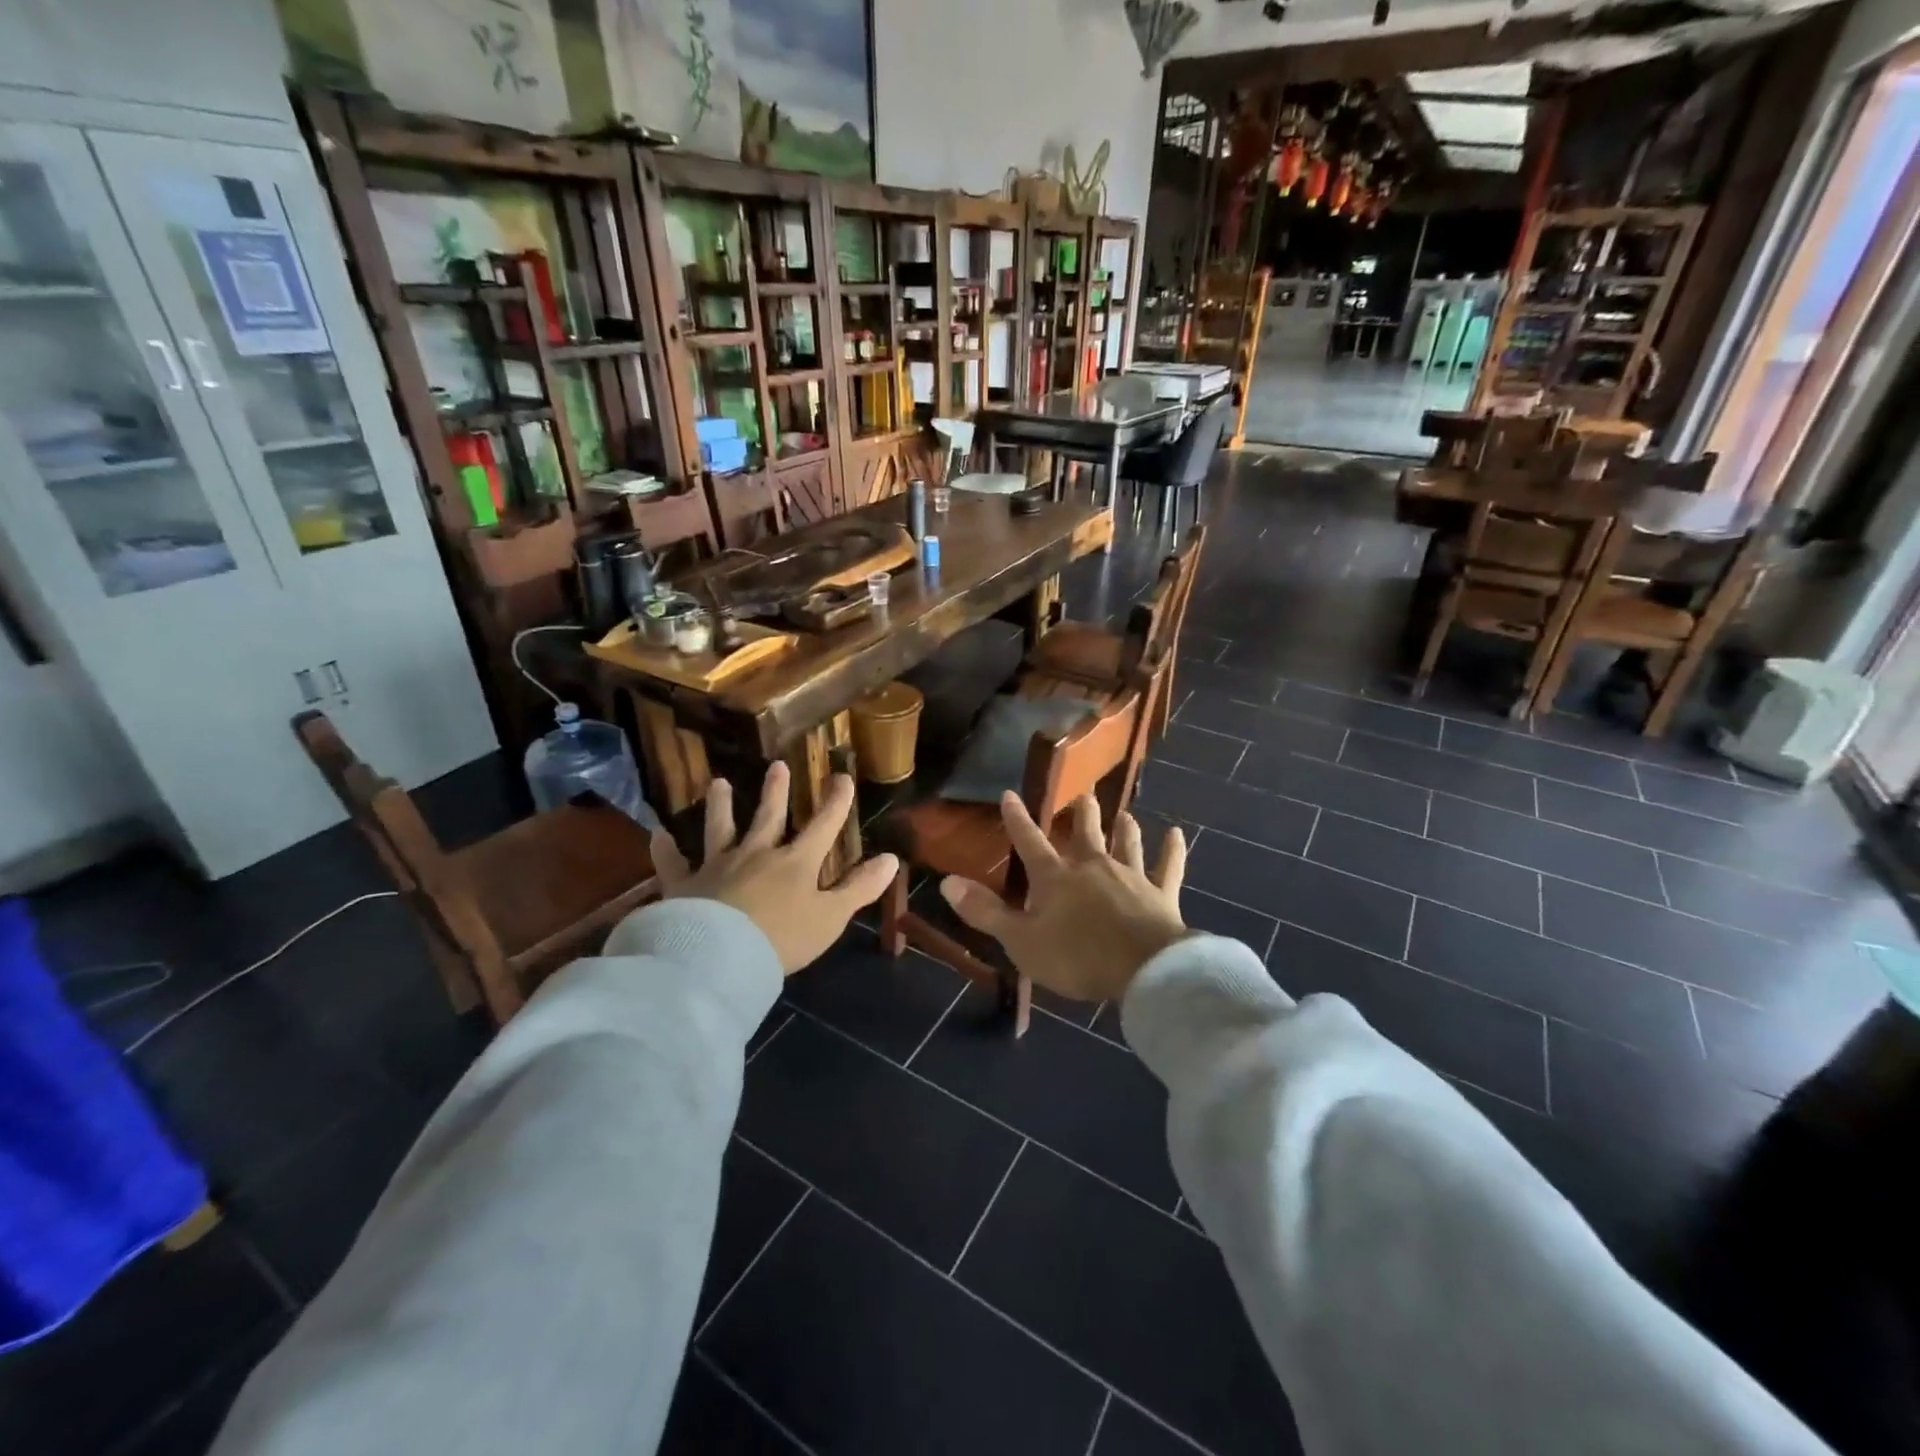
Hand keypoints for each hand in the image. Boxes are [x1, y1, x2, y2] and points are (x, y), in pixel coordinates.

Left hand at [649, 762, 899, 974]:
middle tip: (777, 765)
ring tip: (718, 782)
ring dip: (720, 805)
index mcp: (795, 862)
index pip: (823, 826)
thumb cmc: (782, 939)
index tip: (842, 776)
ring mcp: (717, 866)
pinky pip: (673, 863)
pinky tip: (658, 834)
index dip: (835, 802)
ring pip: (719, 828)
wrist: (720, 958)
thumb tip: (892, 859)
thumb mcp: (831, 917)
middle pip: (768, 817)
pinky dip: (665, 849)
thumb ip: (860, 888)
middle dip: (776, 791)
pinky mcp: (684, 885)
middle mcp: (757, 854)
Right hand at [940, 793, 1188, 1003]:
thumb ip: (986, 912)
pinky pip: (1168, 867)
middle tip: (1084, 794)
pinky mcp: (1162, 894)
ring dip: (1124, 828)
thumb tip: (947, 883)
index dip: (1017, 819)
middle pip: (1085, 834)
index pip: (1030, 842)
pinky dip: (1172, 851)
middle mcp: (1093, 867)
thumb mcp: (1021, 941)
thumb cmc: (1077, 957)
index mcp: (1056, 878)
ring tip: (1124, 813)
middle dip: (1082, 814)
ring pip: (1126, 844)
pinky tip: (1178, 834)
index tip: (1010, 795)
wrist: (1143, 969)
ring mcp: (1131, 877)